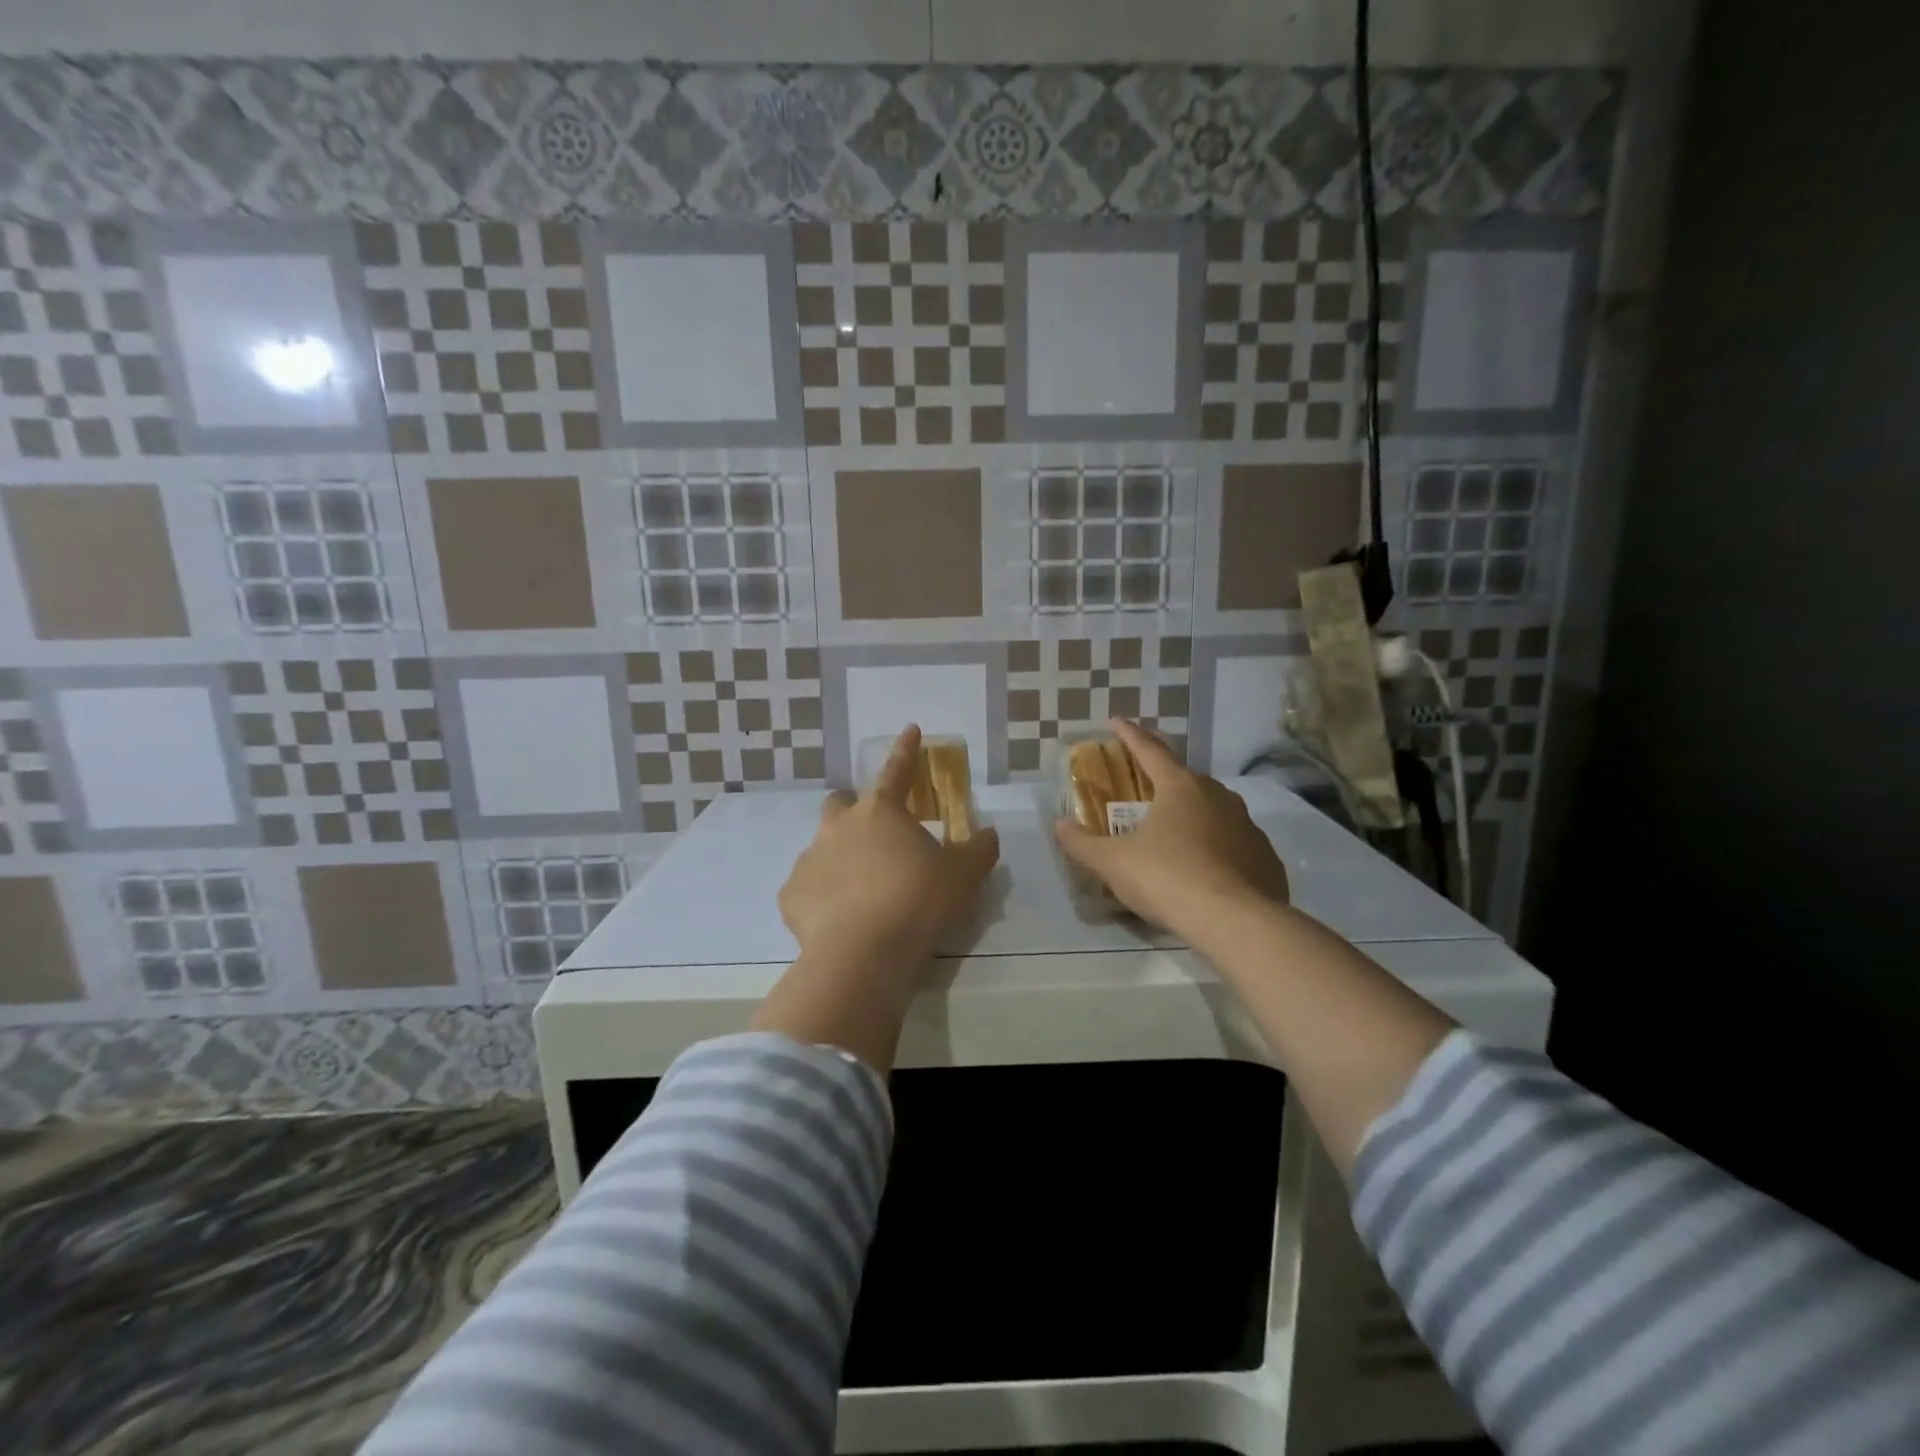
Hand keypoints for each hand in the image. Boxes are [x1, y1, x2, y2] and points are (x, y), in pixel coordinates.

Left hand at [779, 725, 1001, 975]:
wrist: (863, 953)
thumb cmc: (918, 902)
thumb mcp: (963, 876)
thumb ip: (979, 850)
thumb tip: (990, 834)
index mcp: (881, 812)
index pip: (897, 770)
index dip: (906, 749)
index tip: (910, 730)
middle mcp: (839, 825)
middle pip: (840, 803)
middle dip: (854, 810)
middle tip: (874, 835)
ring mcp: (810, 858)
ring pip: (822, 846)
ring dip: (839, 858)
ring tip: (860, 891)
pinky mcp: (791, 894)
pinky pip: (806, 888)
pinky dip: (821, 897)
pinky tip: (838, 920)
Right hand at [1054, 719, 1289, 937]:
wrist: (1235, 923)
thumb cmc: (1167, 879)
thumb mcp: (1113, 863)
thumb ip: (1082, 843)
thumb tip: (1060, 825)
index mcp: (1180, 787)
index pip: (1149, 750)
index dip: (1130, 735)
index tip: (1116, 721)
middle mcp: (1218, 796)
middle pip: (1184, 778)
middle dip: (1162, 780)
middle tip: (1143, 790)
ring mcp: (1247, 825)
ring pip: (1213, 809)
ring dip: (1192, 814)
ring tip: (1174, 834)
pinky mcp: (1264, 856)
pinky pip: (1234, 843)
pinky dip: (1216, 848)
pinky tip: (1206, 870)